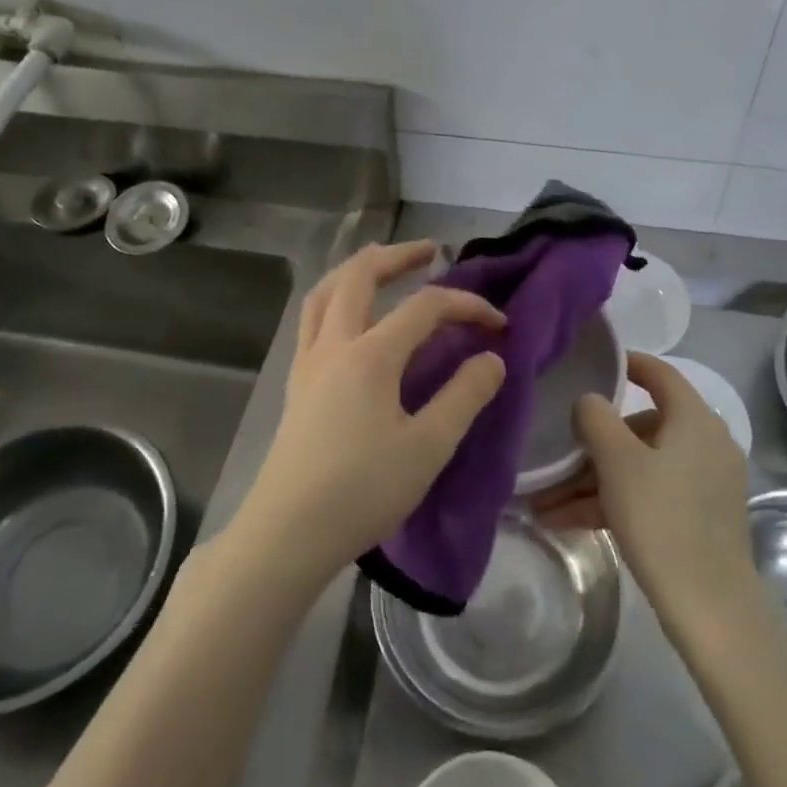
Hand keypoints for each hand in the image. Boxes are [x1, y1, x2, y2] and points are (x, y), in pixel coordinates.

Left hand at [235, 240, 506, 586]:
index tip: (499, 324)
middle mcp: (333, 345)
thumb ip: (464, 397)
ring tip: (384, 268)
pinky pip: (313, 319)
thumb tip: (492, 359)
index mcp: (370, 355)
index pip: (425, 307)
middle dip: (398, 255)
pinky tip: (351, 319)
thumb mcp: (428, 447)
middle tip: (430, 252)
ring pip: (326, 292)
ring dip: (358, 270)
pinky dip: (336, 298)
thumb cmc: (362, 491)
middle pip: (360, 275)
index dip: (467, 305)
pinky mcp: (297, 384)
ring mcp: (308, 362)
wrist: (287, 534)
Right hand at [533, 352, 752, 619]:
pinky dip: (614, 501)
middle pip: (641, 428)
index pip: (659, 373)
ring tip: (547, 503)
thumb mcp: (618, 462)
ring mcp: (705, 482)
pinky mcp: (699, 517)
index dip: (626, 363)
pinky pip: (649, 493)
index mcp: (694, 420)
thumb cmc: (662, 519)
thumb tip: (590, 402)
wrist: (710, 609)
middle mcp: (705, 443)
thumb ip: (596, 418)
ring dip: (593, 481)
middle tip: (556, 461)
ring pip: (639, 466)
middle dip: (592, 445)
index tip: (593, 363)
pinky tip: (568, 522)